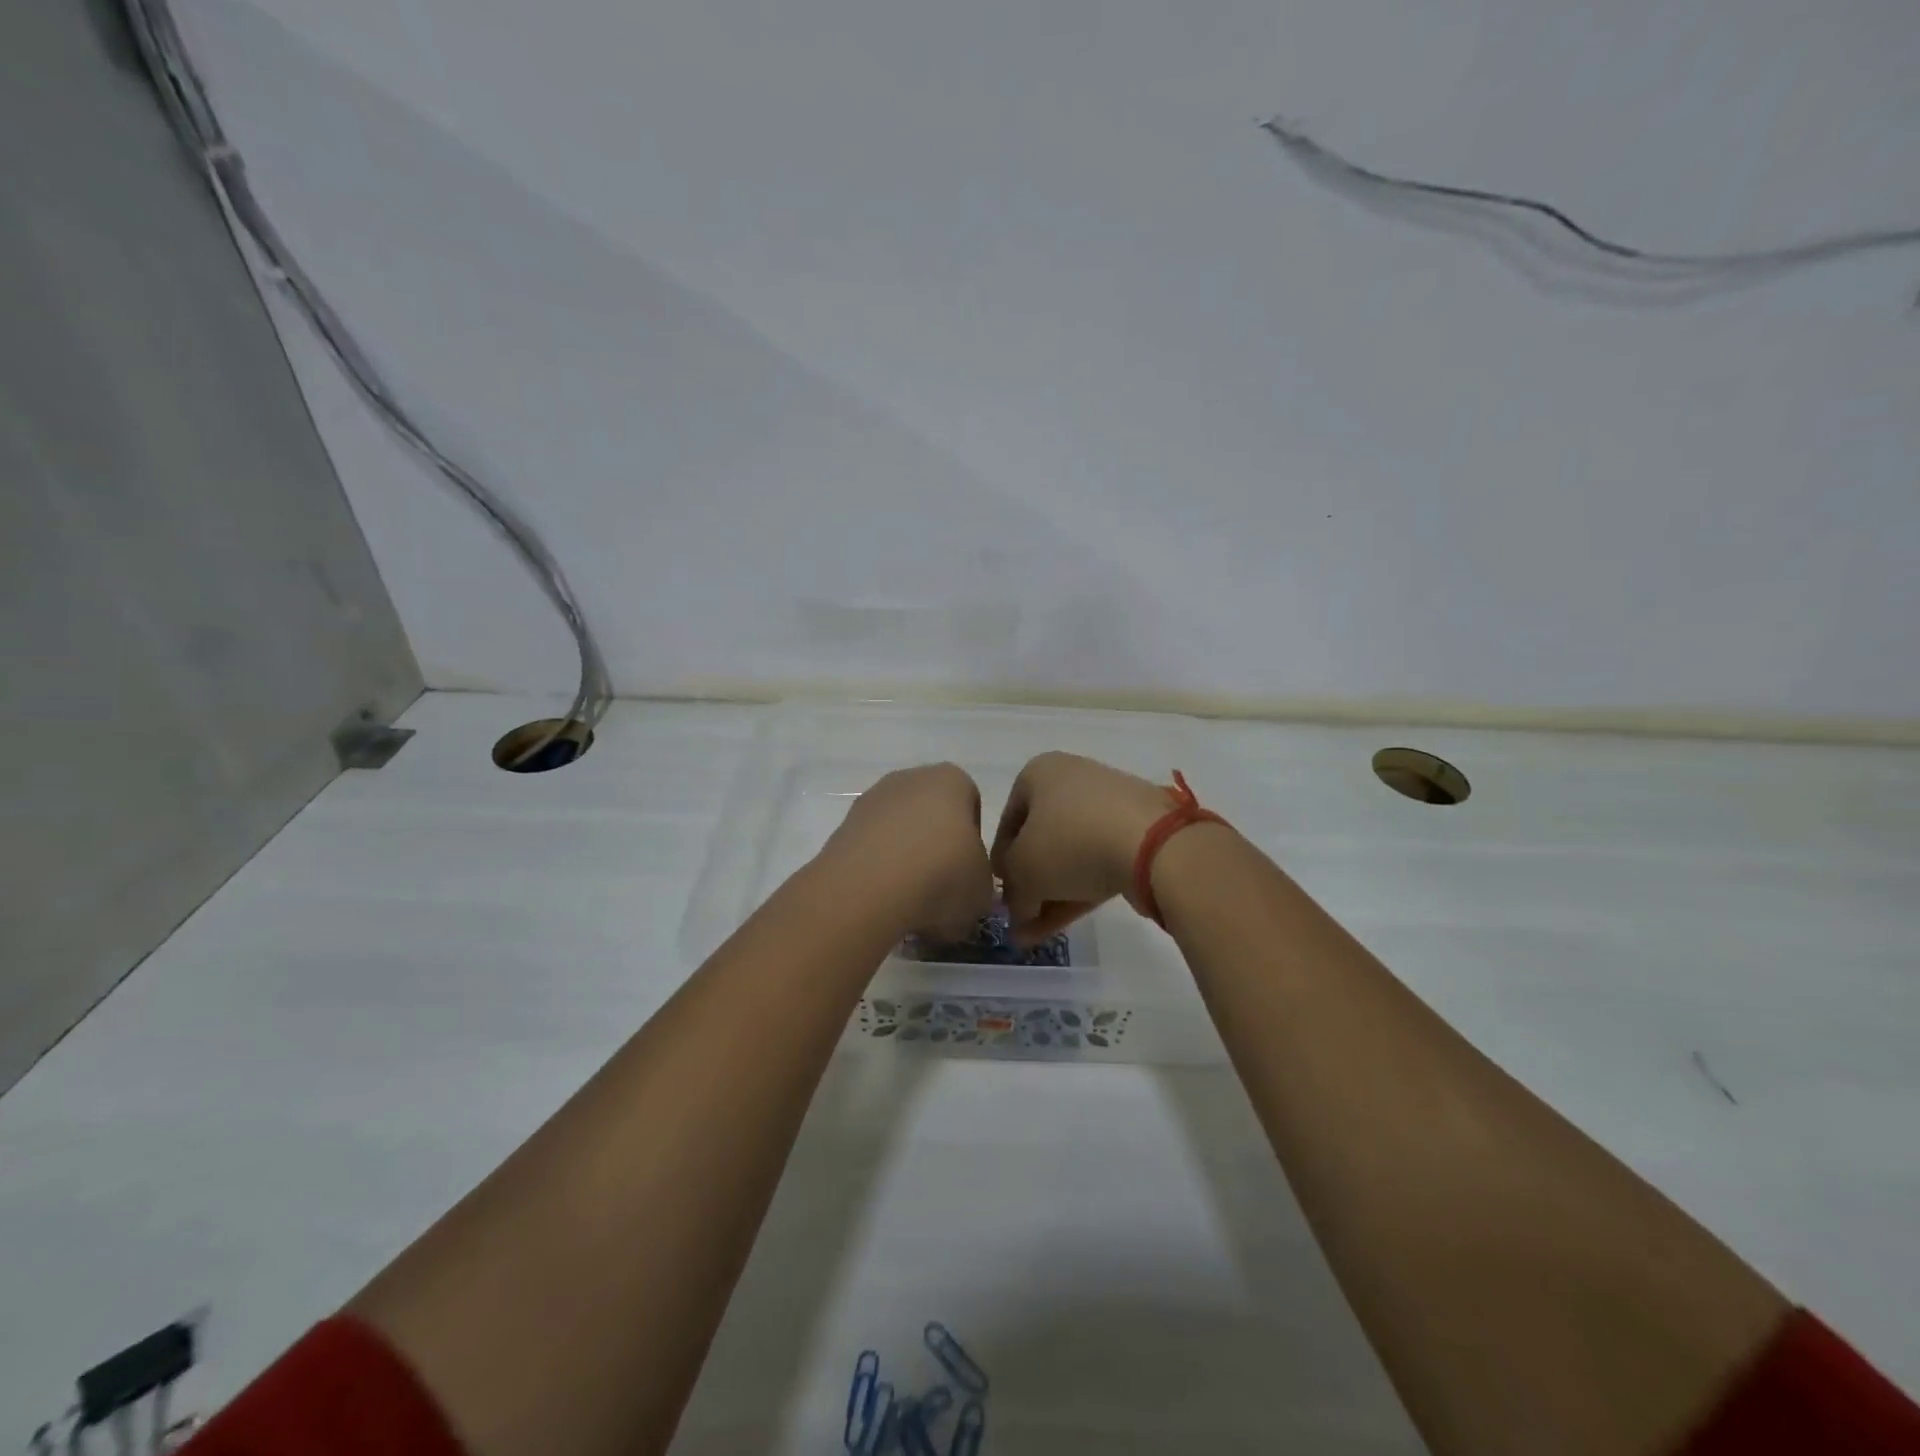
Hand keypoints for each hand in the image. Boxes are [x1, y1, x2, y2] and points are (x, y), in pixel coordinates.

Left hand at [819, 763, 995, 939]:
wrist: (870, 887)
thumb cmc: (942, 875)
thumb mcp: (982, 889)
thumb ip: (980, 880)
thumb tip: (966, 887)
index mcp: (952, 780)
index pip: (971, 804)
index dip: (973, 840)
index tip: (968, 871)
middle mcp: (910, 778)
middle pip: (931, 814)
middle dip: (936, 847)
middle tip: (940, 887)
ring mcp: (871, 799)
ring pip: (898, 830)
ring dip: (905, 858)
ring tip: (909, 899)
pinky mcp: (843, 826)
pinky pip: (872, 848)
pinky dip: (878, 869)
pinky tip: (882, 897)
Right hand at [990, 752, 1173, 940]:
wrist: (1154, 843)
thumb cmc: (1070, 842)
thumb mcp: (1022, 870)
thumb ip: (1011, 889)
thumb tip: (1017, 907)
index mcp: (1038, 773)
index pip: (1007, 821)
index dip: (1000, 863)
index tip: (1000, 896)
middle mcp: (1072, 780)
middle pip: (1040, 839)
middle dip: (1028, 884)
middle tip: (1019, 920)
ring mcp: (1109, 805)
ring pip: (1070, 855)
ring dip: (1050, 895)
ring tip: (1035, 936)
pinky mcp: (1137, 832)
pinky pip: (1098, 861)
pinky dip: (1078, 890)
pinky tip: (1063, 925)